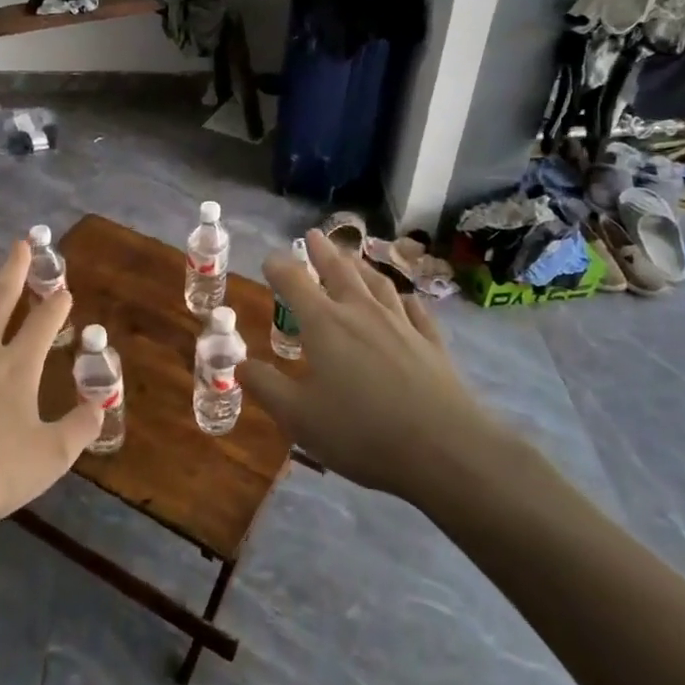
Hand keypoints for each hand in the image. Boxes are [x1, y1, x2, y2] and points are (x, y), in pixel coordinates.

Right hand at [241, 231, 516, 507]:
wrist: (445, 449)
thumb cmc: (361, 432)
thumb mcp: (299, 416)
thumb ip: (266, 386)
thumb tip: (240, 364)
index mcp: (325, 324)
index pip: (294, 283)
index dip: (279, 268)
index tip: (270, 260)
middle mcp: (362, 313)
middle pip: (340, 271)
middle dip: (323, 252)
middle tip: (315, 235)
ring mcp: (401, 325)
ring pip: (378, 284)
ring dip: (361, 266)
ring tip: (353, 257)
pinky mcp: (432, 343)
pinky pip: (415, 310)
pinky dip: (404, 298)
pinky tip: (404, 299)